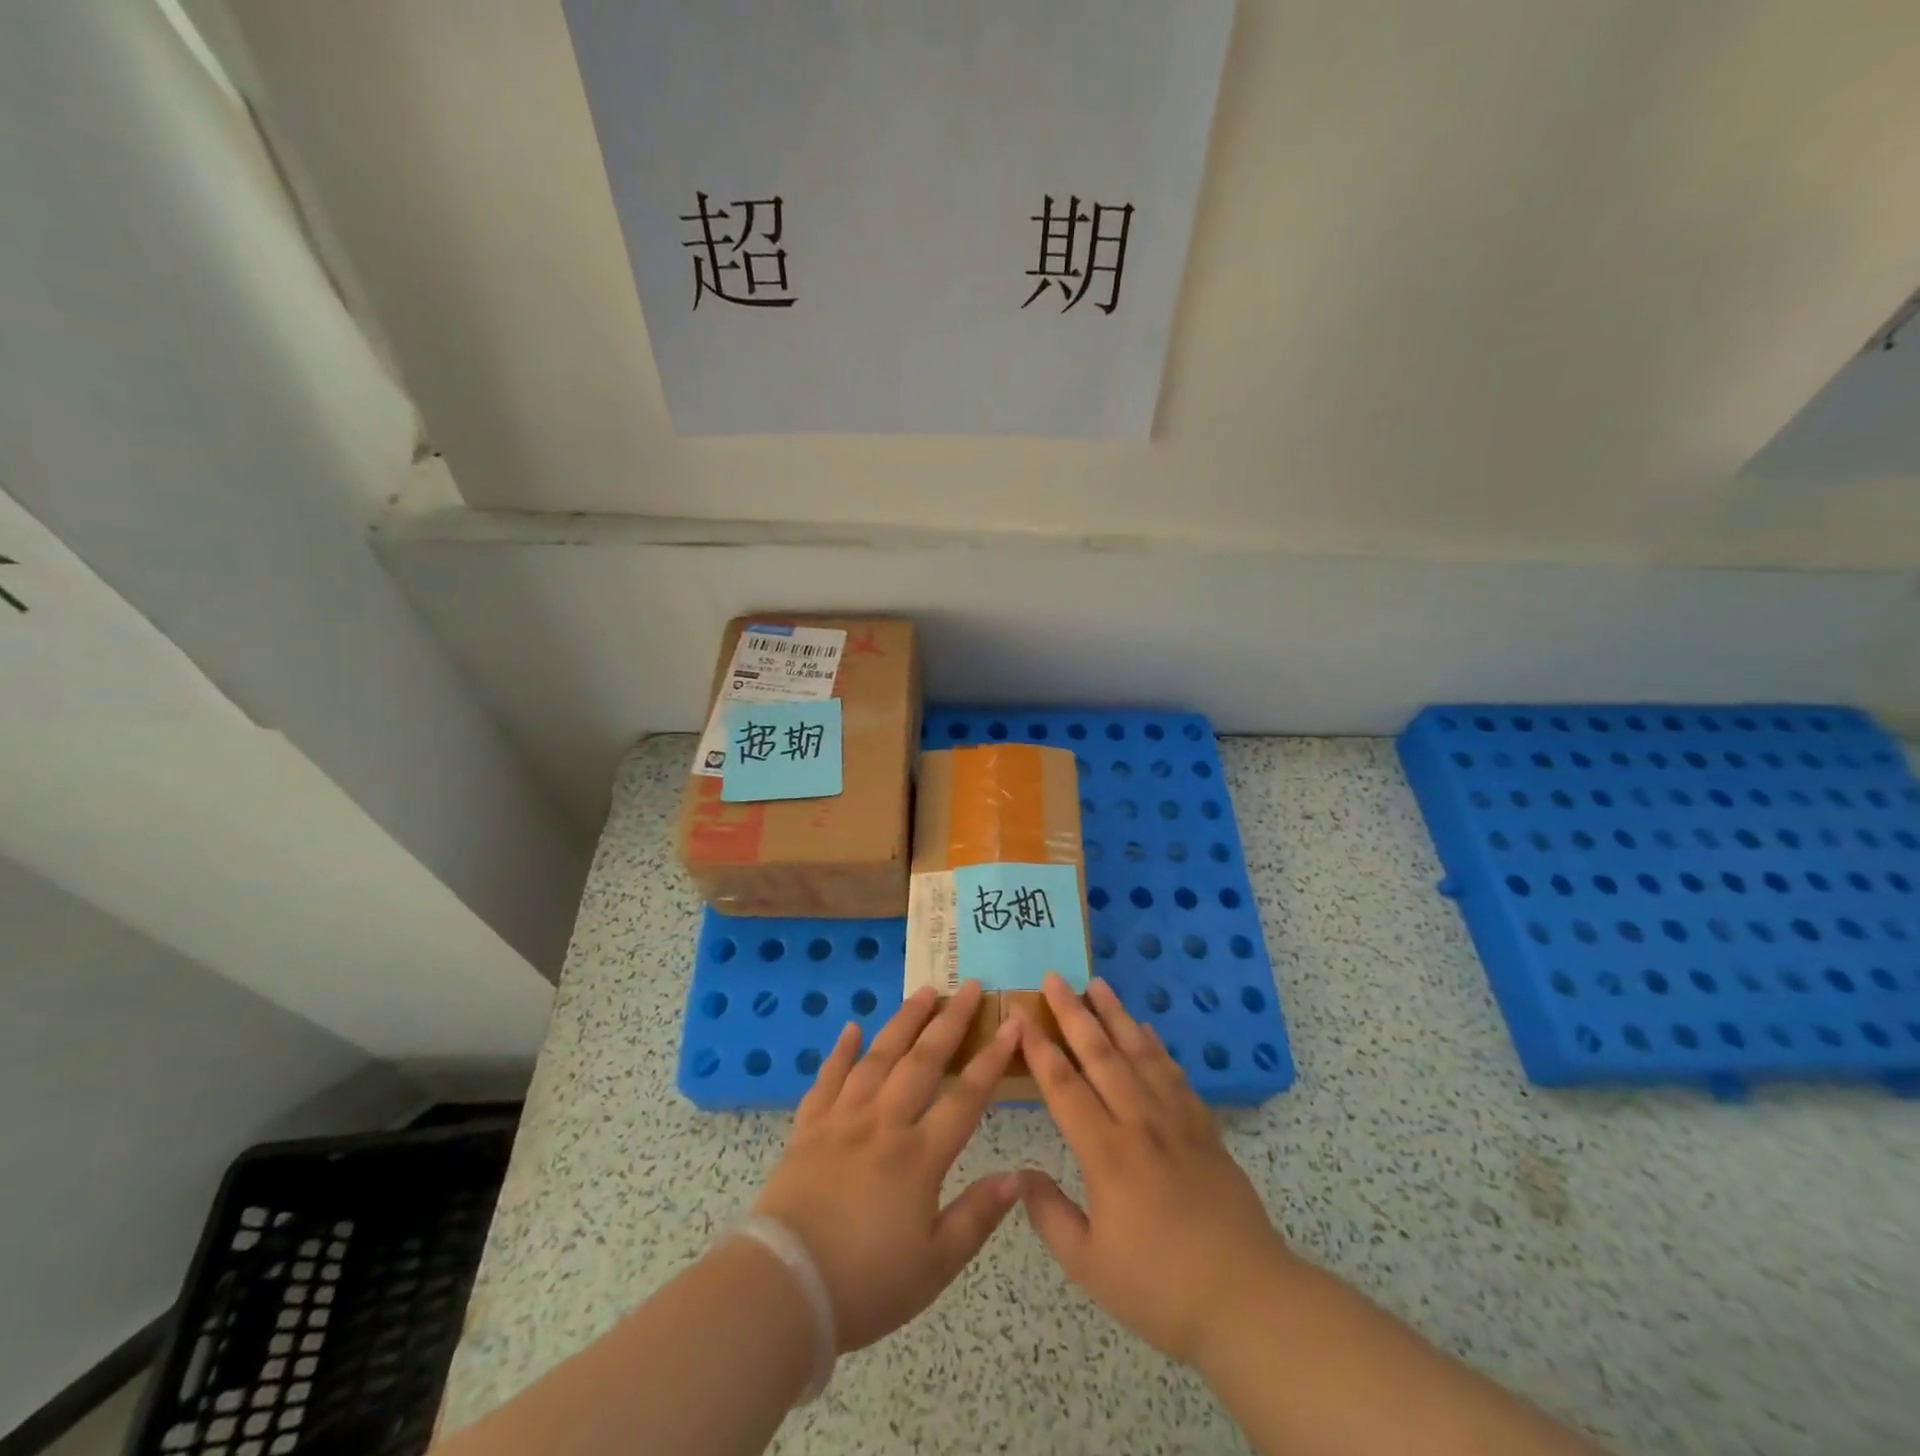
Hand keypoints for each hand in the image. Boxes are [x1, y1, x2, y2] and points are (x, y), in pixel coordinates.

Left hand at [753, 980, 1021, 1351]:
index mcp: (919, 1156)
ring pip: (878, 1058)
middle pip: (923, 1061)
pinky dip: (840, 1051)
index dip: (991, 1058)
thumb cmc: (866, 1282)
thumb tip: (1019, 1176)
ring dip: (903, 1021)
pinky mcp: (808, 1128)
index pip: (965, 1096)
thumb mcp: (935, 1265)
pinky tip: (851, 1028)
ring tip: (923, 992)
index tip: (1010, 1023)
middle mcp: (884, 1123)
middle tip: (969, 987)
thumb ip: (978, 1216)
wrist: (784, 1288)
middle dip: (949, 1021)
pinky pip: (827, 1079)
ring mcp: (843, 1120)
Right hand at [1016, 973, 1295, 1365]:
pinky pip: (1174, 1074)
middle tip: (1055, 977)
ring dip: (1115, 1016)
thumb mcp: (1090, 1265)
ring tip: (1097, 984)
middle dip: (1074, 1013)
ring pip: (1139, 1054)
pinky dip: (1156, 1046)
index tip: (1021, 1014)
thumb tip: (1020, 1174)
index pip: (1064, 1087)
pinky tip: (1146, 1030)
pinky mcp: (1204, 1129)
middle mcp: (1139, 1123)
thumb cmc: (1160, 1287)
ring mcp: (1176, 1121)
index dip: (1039, 1048)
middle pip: (1100, 1055)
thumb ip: (1049, 1215)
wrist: (1247, 1300)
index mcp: (1106, 1154)